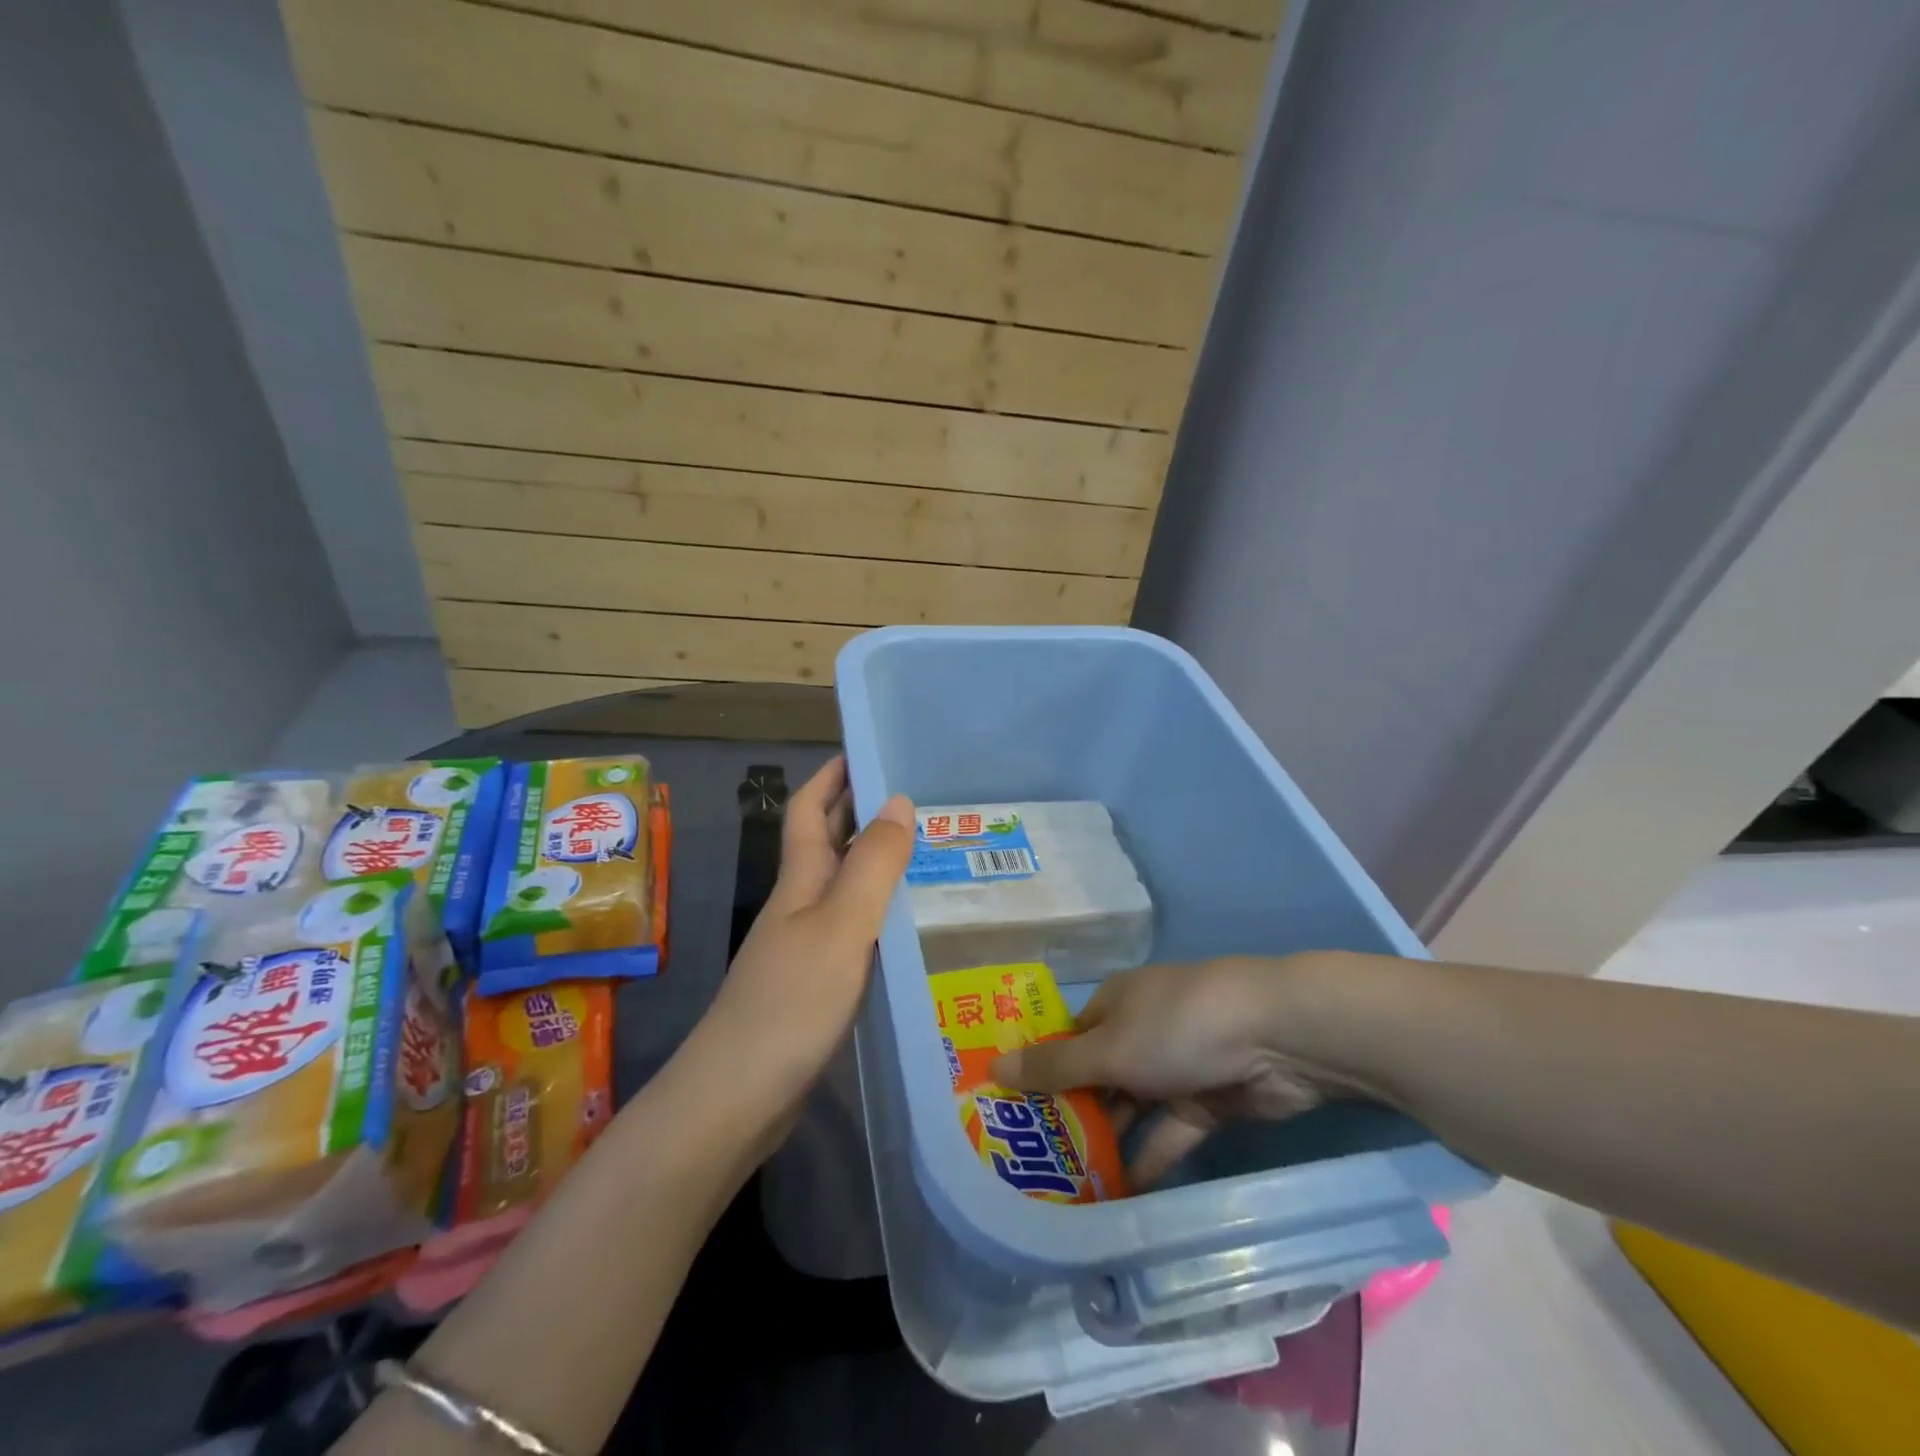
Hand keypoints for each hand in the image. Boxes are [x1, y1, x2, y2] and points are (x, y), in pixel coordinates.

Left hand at [690, 756, 913, 1121]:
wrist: (737, 1098)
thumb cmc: (791, 1001)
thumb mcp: (842, 926)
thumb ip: (873, 865)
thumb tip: (899, 800)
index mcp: (800, 879)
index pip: (809, 808)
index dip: (833, 775)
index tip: (869, 751)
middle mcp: (800, 903)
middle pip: (827, 842)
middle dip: (861, 811)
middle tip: (920, 799)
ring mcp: (805, 945)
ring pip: (843, 886)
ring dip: (876, 862)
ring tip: (929, 852)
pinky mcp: (816, 983)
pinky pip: (853, 928)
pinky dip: (879, 913)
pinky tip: (910, 925)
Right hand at [990, 955, 1367, 1183]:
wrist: (1278, 1037)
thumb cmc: (1178, 1027)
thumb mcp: (1109, 1048)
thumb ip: (1054, 1067)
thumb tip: (993, 1066)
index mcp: (1114, 1004)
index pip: (1067, 1039)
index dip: (1040, 1071)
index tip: (1012, 1113)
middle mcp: (1141, 1031)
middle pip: (1097, 1075)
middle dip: (1072, 1114)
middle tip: (1036, 1162)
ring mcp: (1176, 1067)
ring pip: (1133, 1108)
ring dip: (1109, 1141)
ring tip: (1071, 1187)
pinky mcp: (1208, 1101)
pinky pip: (1169, 1132)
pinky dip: (1149, 1157)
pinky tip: (1123, 1195)